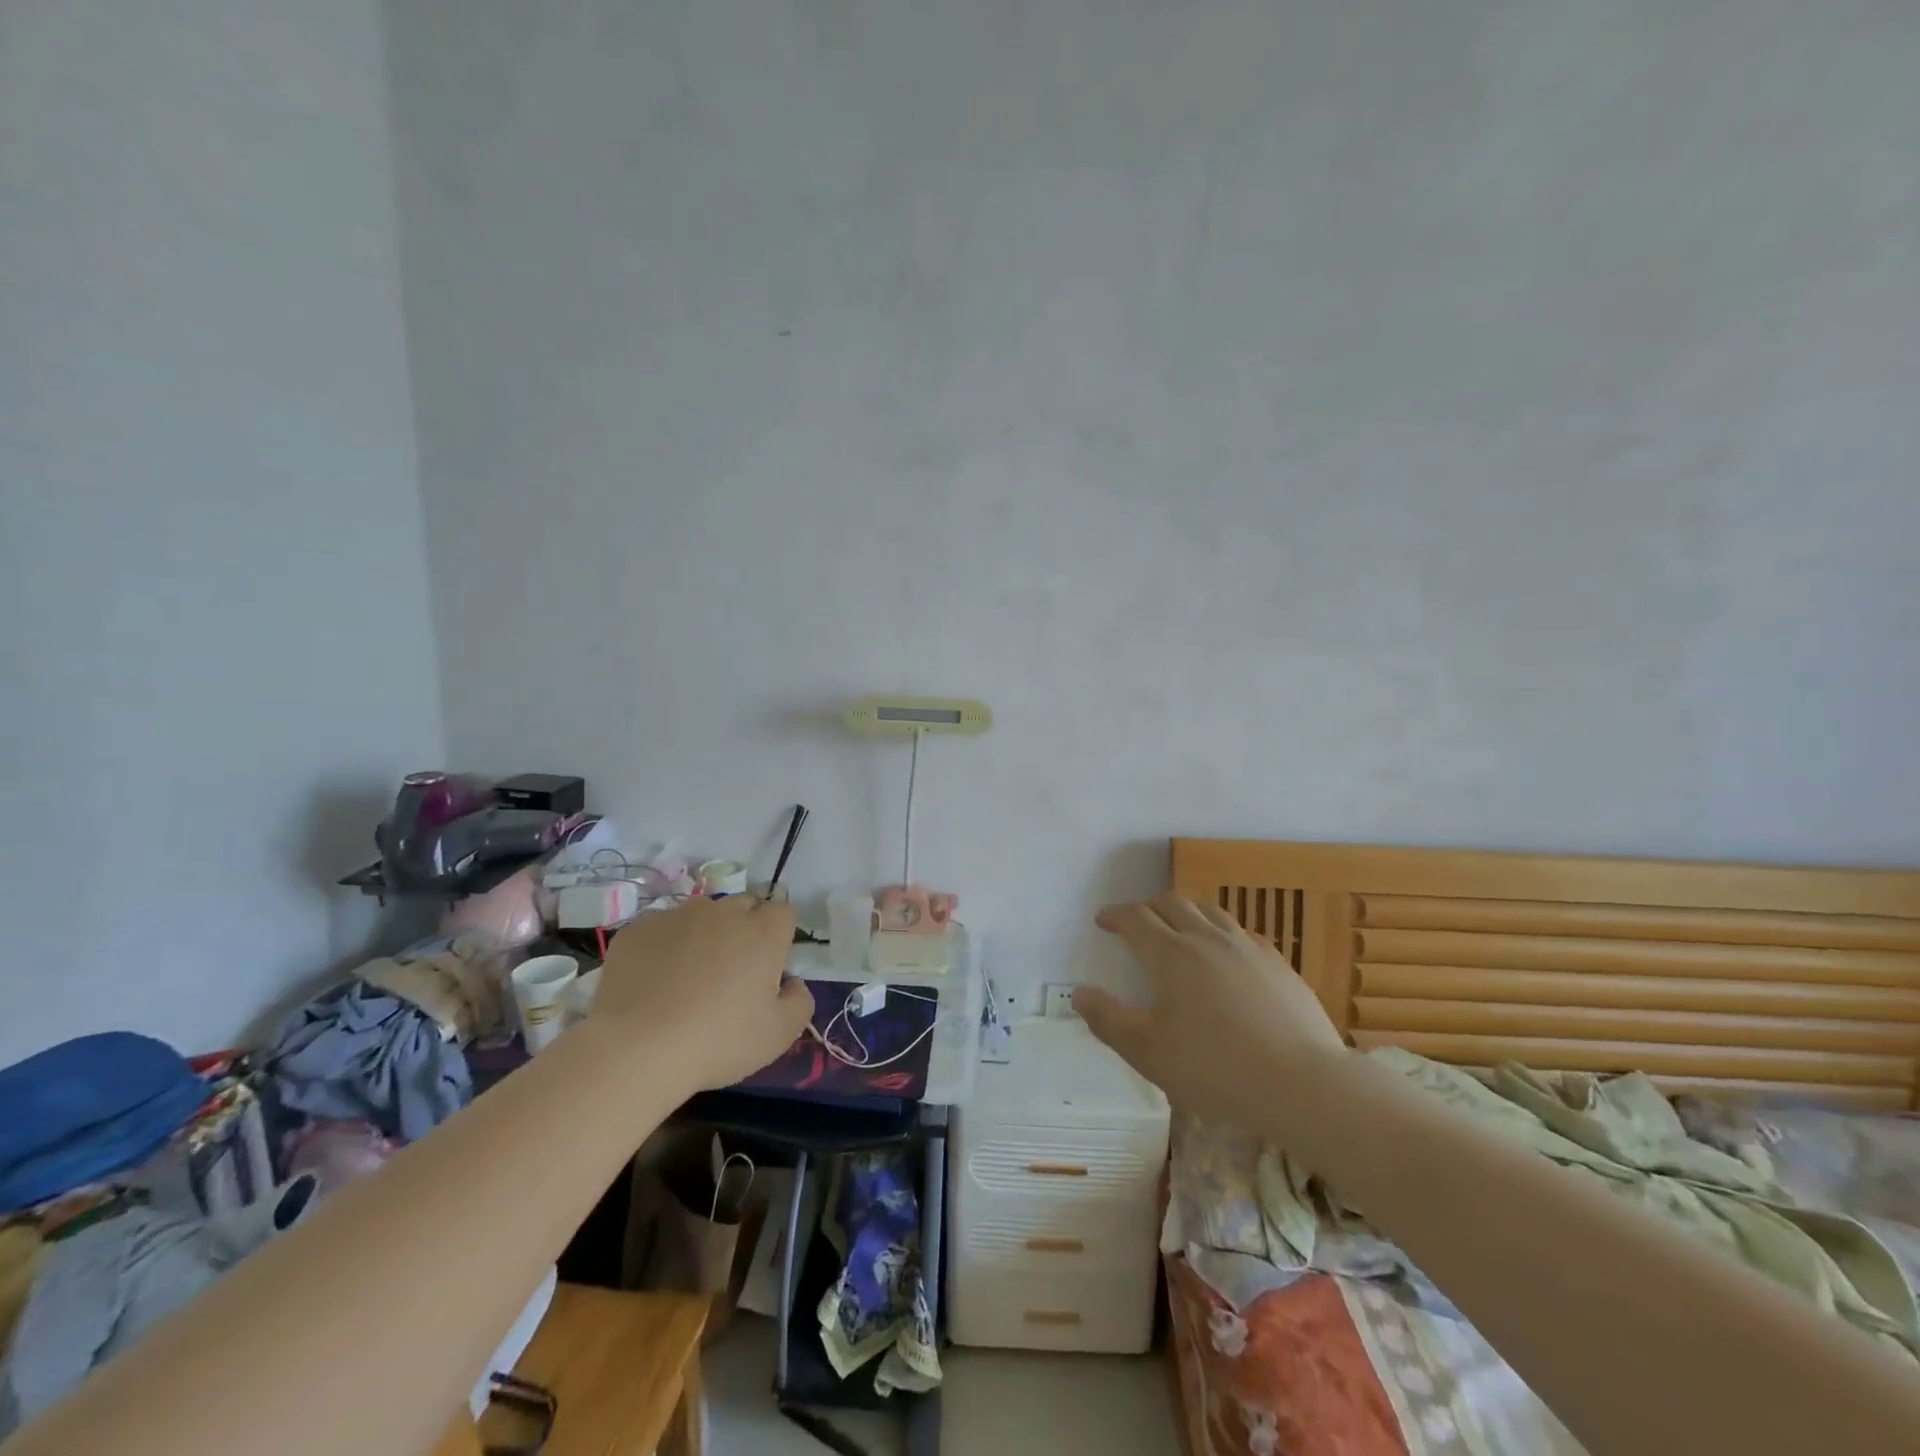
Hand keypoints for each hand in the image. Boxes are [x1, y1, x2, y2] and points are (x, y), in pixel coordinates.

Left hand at [589, 896, 813, 1091]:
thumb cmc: (718, 1041)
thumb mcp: (779, 1034)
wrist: (636, 1050)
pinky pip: (661, 929)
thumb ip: (800, 1001)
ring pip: (700, 916)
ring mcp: (677, 915)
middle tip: (730, 974)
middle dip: (743, 930)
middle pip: (742, 907)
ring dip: (703, 935)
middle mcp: (723, 911)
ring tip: (686, 978)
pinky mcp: (638, 928)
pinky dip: (663, 947)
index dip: (779, 937)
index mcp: (763, 931)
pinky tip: (653, 983)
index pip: (782, 913)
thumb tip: (792, 982)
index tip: (767, 968)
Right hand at [1074, 894, 1347, 1125]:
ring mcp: (1248, 947)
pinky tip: (1226, 955)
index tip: (1103, 920)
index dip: (1115, 915)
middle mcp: (1207, 938)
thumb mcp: (1149, 1053)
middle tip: (1137, 924)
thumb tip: (1078, 993)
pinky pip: (1241, 932)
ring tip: (1179, 930)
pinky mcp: (1278, 963)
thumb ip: (1109, 1020)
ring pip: (1210, 911)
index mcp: (1171, 955)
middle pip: (1173, 904)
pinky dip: (1220, 932)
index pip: (1135, 918)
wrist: (1304, 1085)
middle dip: (1148, 908)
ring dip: (1186, 913)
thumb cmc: (1216, 1069)